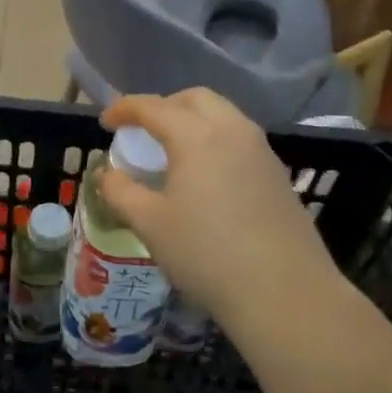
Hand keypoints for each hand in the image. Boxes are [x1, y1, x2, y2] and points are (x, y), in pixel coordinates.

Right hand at [99, 89, 342, 324]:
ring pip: (223, 115)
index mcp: (196, 135)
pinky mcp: (278, 174)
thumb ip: (121, 192)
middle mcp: (232, 130)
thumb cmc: (207, 254)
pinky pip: (240, 139)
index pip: (153, 106)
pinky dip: (216, 141)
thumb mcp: (150, 225)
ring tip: (174, 152)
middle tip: (143, 130)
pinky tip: (208, 177)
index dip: (124, 109)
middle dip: (164, 105)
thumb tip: (107, 173)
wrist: (285, 294)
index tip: (105, 122)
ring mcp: (261, 150)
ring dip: (193, 121)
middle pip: (194, 98)